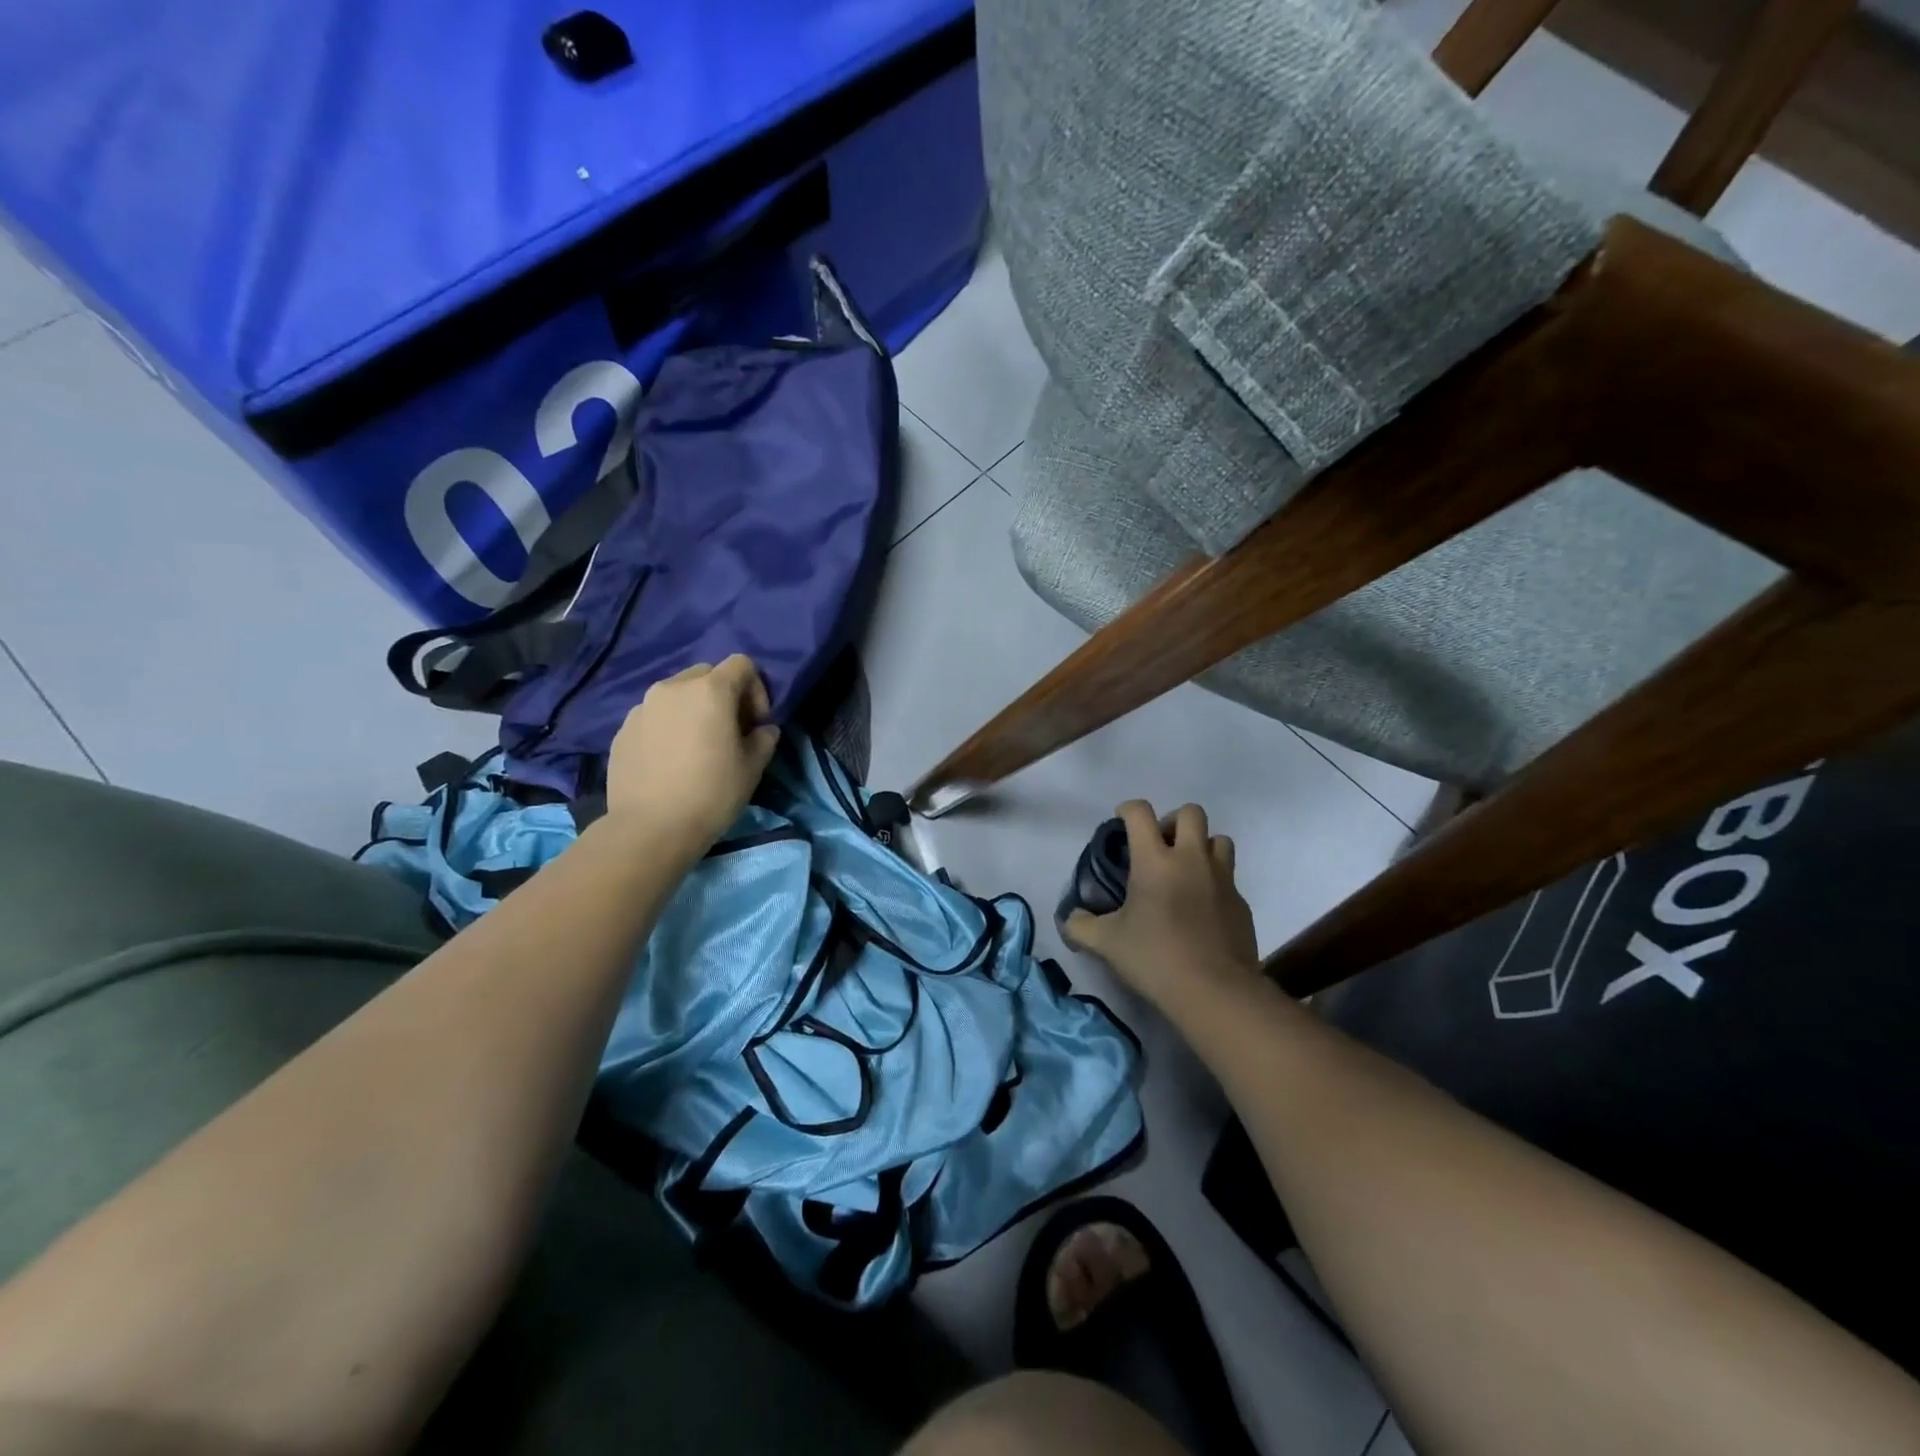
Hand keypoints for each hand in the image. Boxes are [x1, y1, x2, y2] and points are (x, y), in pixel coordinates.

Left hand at [604, 656, 779, 852]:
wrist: (649, 829)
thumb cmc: (711, 794)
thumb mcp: (752, 768)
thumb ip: (764, 739)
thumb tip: (763, 730)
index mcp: (710, 690)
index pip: (742, 664)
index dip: (756, 689)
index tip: (756, 724)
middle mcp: (673, 688)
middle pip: (706, 674)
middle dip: (724, 695)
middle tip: (729, 731)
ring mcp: (642, 707)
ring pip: (677, 694)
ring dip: (693, 710)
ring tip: (697, 747)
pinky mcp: (623, 730)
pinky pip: (654, 716)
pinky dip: (669, 727)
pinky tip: (671, 761)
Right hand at [1064, 800, 1258, 1011]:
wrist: (1215, 991)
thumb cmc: (1155, 957)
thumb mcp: (1106, 943)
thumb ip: (1081, 926)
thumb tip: (1070, 919)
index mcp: (1154, 860)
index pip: (1140, 812)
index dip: (1127, 810)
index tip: (1120, 823)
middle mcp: (1191, 859)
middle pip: (1191, 812)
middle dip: (1173, 821)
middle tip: (1160, 846)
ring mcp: (1222, 879)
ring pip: (1219, 840)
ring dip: (1201, 846)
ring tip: (1185, 871)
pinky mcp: (1241, 903)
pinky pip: (1229, 877)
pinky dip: (1215, 882)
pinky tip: (1201, 909)